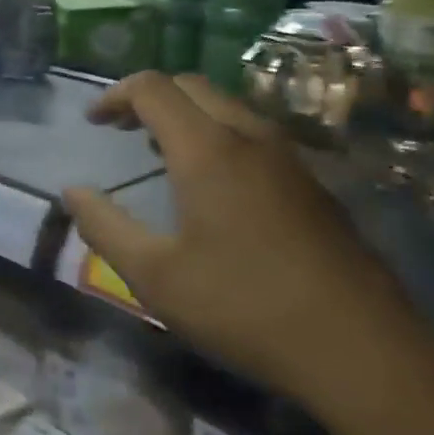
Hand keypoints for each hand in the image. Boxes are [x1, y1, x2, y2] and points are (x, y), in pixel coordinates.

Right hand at [63, 73, 426, 419]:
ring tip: (162, 151)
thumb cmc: (244, 307)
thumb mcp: (155, 276)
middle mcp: (250, 138)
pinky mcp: (314, 184)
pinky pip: (255, 135)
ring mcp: (290, 158)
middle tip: (123, 129)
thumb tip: (72, 193)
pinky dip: (219, 135)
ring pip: (229, 107)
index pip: (153, 88)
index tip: (94, 122)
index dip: (115, 94)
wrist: (361, 348)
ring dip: (188, 115)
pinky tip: (215, 185)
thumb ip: (105, 228)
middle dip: (150, 97)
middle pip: (193, 86)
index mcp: (207, 150)